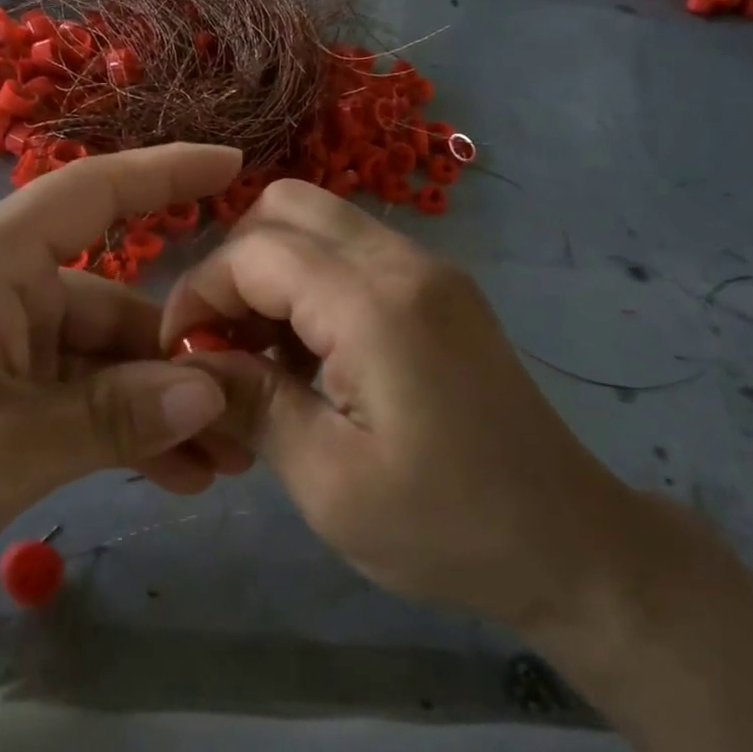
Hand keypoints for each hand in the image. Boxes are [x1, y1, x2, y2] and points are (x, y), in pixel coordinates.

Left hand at [0, 144, 250, 619]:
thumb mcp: (0, 450)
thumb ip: (112, 417)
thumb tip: (211, 390)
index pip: (90, 192)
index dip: (165, 171)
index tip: (235, 163)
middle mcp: (3, 290)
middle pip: (117, 303)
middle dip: (183, 357)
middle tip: (251, 409)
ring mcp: (4, 344)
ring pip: (106, 361)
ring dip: (161, 407)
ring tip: (226, 463)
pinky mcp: (3, 392)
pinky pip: (82, 398)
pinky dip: (125, 430)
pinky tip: (176, 477)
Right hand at [161, 180, 637, 633]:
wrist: (571, 544)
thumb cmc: (447, 526)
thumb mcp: (328, 481)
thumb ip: (250, 403)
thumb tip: (187, 361)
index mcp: (376, 305)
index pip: (253, 253)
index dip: (199, 293)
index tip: (181, 354)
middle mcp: (405, 262)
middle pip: (285, 208)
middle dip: (233, 267)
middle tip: (222, 341)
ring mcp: (429, 270)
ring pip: (318, 224)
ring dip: (270, 274)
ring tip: (260, 356)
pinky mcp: (439, 290)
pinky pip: (350, 254)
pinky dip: (308, 285)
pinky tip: (307, 357)